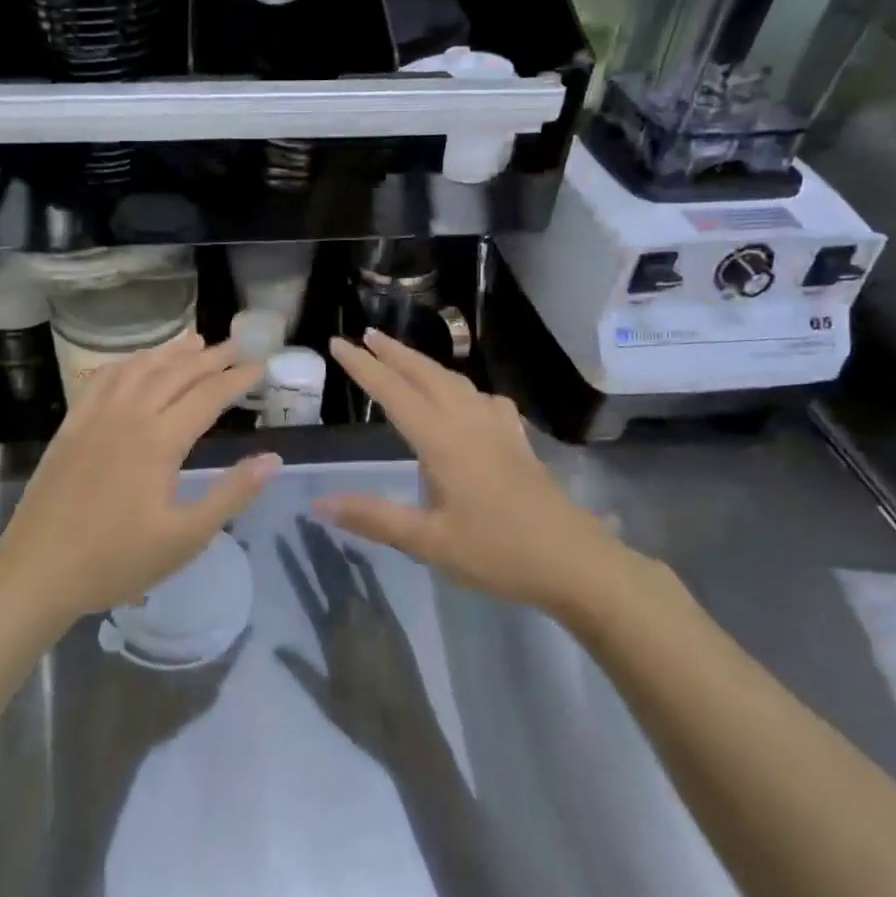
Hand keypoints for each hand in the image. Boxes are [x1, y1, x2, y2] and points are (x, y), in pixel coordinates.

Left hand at [0, 334, 277, 620]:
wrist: (38, 571)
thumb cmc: (117, 560)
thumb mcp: (185, 538)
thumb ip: (231, 494)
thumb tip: (273, 459)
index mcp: (160, 440)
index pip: (208, 396)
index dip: (238, 379)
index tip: (261, 366)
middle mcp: (129, 416)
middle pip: (176, 373)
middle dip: (211, 357)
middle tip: (238, 346)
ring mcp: (95, 417)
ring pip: (139, 369)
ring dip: (171, 352)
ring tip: (196, 340)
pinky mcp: (71, 426)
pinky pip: (102, 380)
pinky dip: (127, 363)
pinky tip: (136, 362)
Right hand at [275, 518, 448, 768]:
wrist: (408, 732)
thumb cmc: (361, 719)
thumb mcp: (323, 696)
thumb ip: (299, 668)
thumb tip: (273, 643)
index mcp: (332, 633)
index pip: (309, 586)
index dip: (297, 560)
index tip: (286, 535)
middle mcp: (353, 617)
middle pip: (330, 572)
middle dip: (316, 544)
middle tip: (303, 517)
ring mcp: (376, 616)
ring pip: (351, 574)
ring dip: (336, 550)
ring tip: (324, 526)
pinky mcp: (393, 621)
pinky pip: (376, 586)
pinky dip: (364, 566)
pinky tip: (356, 550)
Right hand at [317, 330, 632, 613]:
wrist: (575, 562)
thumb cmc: (498, 552)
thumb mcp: (429, 542)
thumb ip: (374, 518)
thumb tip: (319, 502)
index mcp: (443, 440)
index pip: (394, 393)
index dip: (363, 368)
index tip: (337, 344)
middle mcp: (469, 422)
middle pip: (426, 374)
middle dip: (394, 352)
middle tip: (366, 334)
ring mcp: (498, 428)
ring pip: (455, 382)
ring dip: (424, 364)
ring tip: (403, 358)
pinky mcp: (517, 441)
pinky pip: (484, 400)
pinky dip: (463, 388)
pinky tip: (467, 400)